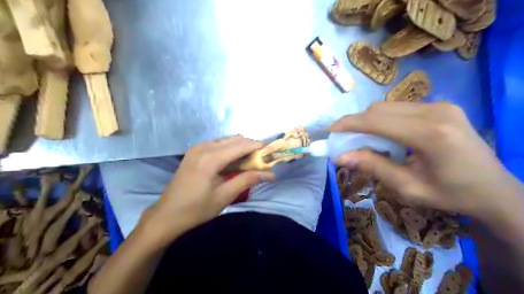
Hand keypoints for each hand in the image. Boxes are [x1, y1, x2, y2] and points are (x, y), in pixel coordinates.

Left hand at [139, 137, 277, 246]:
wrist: (167, 215)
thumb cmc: (197, 209)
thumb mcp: (224, 196)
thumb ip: (247, 180)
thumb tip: (270, 174)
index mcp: (210, 158)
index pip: (241, 145)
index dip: (258, 146)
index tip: (271, 153)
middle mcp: (203, 147)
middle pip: (234, 139)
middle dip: (250, 147)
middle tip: (261, 161)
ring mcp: (197, 148)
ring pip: (226, 140)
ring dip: (240, 148)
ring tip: (249, 163)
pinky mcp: (194, 152)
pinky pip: (217, 144)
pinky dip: (229, 150)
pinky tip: (232, 163)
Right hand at [331, 103, 522, 222]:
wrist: (494, 189)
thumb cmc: (450, 194)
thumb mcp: (408, 187)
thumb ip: (373, 167)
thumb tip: (341, 157)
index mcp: (430, 135)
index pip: (377, 121)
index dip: (350, 124)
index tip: (331, 130)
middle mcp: (436, 111)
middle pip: (380, 109)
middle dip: (358, 123)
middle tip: (347, 140)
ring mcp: (441, 105)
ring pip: (388, 106)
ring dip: (371, 121)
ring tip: (368, 141)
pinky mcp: (442, 106)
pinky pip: (401, 108)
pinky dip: (385, 120)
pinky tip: (389, 136)